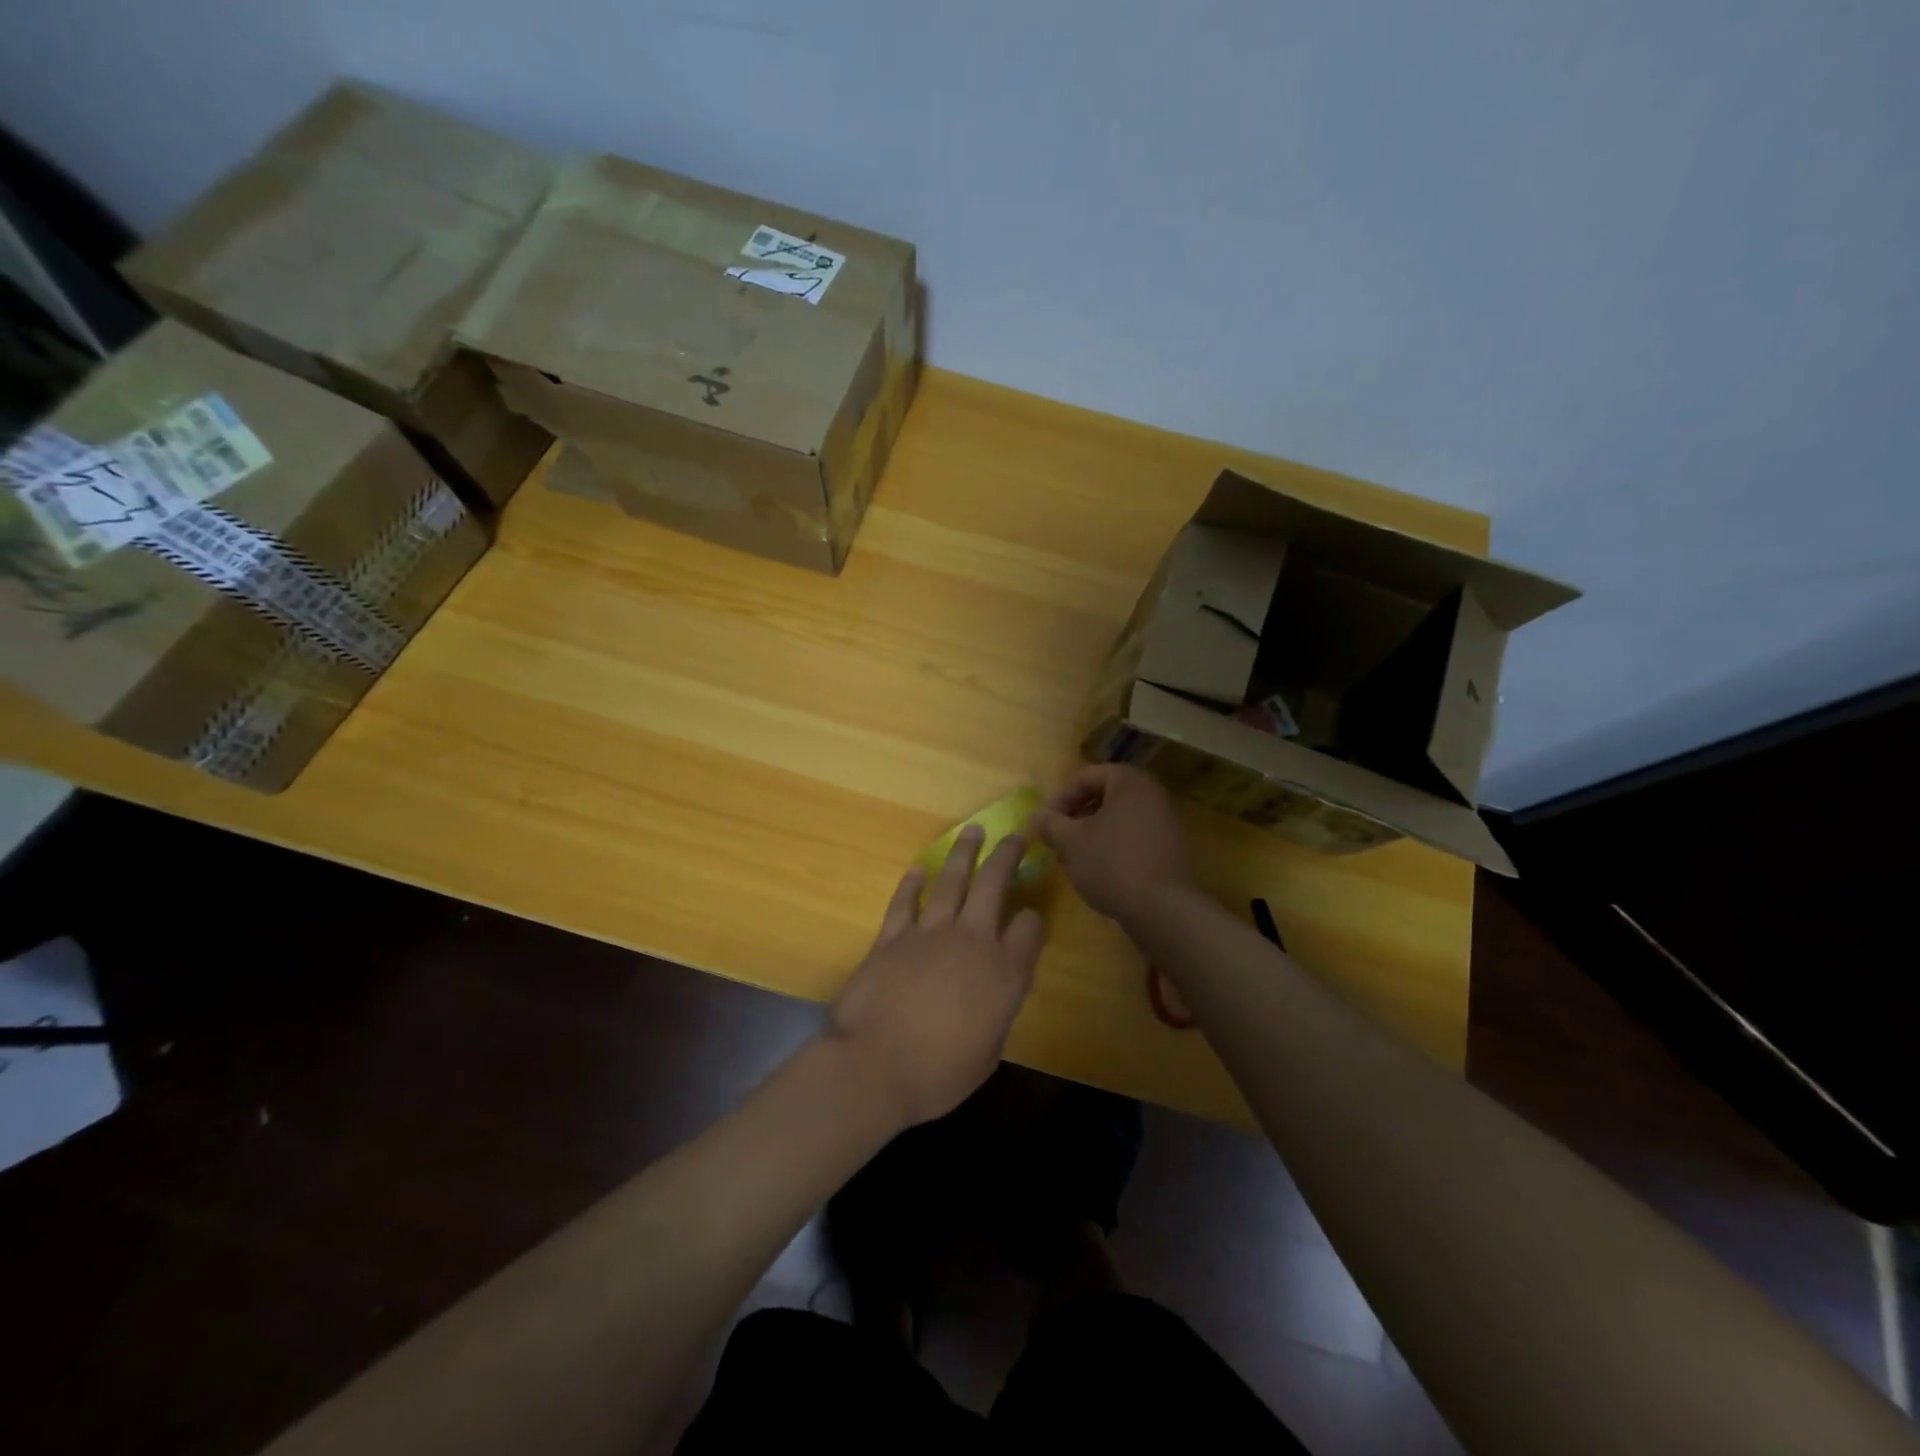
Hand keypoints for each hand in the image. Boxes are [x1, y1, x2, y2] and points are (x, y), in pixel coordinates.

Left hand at [827, 826, 1044, 1127]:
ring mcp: (929, 933)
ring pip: (952, 880)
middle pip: (994, 884)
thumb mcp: (988, 1052)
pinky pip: (905, 901)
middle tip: (1017, 834)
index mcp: (1003, 973)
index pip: (1030, 928)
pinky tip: (920, 868)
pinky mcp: (892, 936)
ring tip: (974, 831)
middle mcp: (971, 941)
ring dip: (965, 853)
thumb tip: (998, 989)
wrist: (874, 1067)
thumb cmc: (938, 1074)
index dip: (1034, 919)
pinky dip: (913, 883)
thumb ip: (998, 1011)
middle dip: (1008, 855)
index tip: (1030, 919)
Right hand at [1030, 764, 1195, 921]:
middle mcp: (1153, 793)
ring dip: (1094, 832)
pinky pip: (1135, 835)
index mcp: (1129, 781)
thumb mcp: (1070, 842)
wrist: (1163, 909)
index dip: (1060, 798)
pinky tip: (1101, 870)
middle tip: (1059, 838)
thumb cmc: (1112, 863)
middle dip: (1077, 815)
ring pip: (1119, 817)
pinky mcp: (1171, 847)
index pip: (1086, 776)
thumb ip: (1050, 824)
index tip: (1046, 823)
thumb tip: (1035, 816)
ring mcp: (1166, 820)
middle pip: (1104, 795)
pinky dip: (1114, 845)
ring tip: (1076, 857)